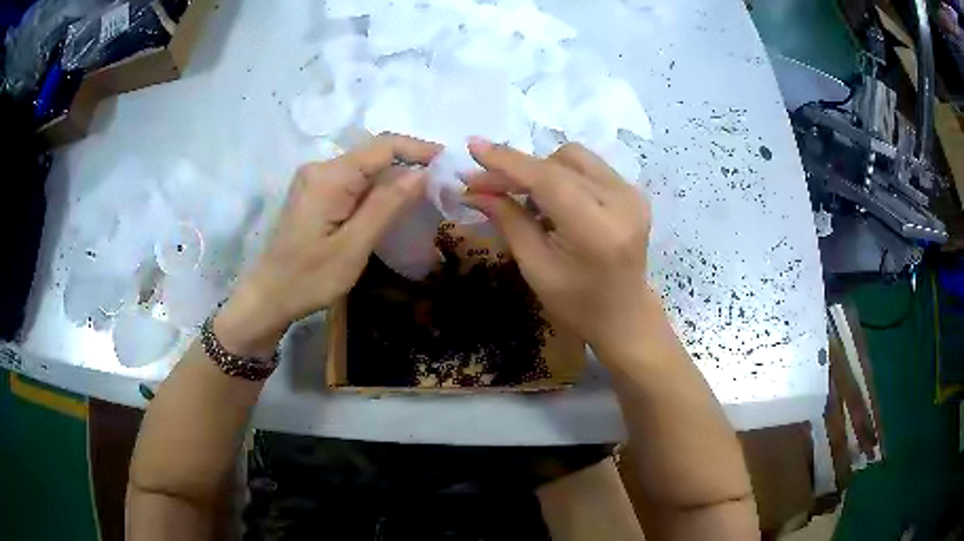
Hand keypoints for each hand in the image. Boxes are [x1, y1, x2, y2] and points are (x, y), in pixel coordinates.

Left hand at [215, 134, 440, 355]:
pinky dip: (375, 188)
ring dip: (392, 176)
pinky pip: (351, 181)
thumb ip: (386, 205)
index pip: (382, 146)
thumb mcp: (353, 246)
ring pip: (363, 167)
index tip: (448, 160)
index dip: (418, 148)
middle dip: (408, 162)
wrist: (267, 296)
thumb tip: (420, 172)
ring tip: (423, 192)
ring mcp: (313, 180)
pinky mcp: (313, 193)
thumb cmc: (308, 279)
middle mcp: (320, 168)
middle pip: (372, 153)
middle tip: (441, 180)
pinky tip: (389, 203)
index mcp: (329, 177)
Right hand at [464, 138, 653, 352]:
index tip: (473, 148)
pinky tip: (552, 200)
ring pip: (574, 157)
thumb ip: (508, 221)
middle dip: (518, 170)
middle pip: (559, 162)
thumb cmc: (576, 305)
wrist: (623, 316)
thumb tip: (473, 189)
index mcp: (597, 230)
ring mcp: (632, 194)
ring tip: (525, 198)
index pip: (548, 179)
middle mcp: (621, 202)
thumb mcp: (535, 268)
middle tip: (486, 187)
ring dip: (541, 170)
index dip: (508, 161)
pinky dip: (562, 175)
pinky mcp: (634, 192)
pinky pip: (589, 166)